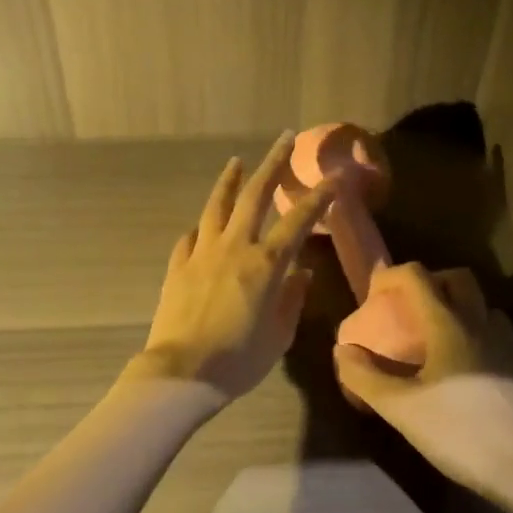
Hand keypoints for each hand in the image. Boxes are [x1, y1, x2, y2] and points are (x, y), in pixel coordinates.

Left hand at [131, 132, 336, 401]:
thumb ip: (292, 300)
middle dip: (272, 164)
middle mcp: (234, 248)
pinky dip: (202, 226)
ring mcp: (202, 253)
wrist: (182, 373)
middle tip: (284, 139)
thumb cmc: (239, 360)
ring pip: (217, 206)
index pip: (298, 221)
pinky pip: (191, 237)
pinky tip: (203, 225)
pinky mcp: (178, 266)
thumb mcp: (279, 336)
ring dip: (229, 181)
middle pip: (254, 195)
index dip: (319, 196)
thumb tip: (300, 273)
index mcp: (265, 265)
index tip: (334, 176)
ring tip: (236, 162)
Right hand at [334, 264, 512, 511]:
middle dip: (430, 281)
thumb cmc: (459, 431)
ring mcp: (506, 346)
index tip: (373, 292)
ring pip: (481, 305)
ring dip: (457, 306)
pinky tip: (462, 365)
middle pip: (458, 279)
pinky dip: (474, 333)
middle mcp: (480, 324)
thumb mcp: (401, 409)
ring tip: (436, 334)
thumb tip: (343, 350)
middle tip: (408, 306)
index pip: (419, 277)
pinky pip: (494, 333)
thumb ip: (366, 377)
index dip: (392, 275)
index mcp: (449, 325)